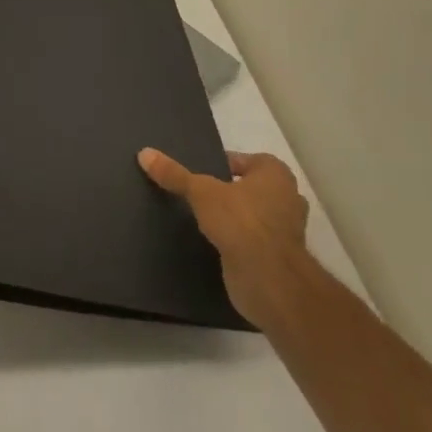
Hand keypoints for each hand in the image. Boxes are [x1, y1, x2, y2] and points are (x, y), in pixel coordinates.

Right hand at [138, 148, 309, 323]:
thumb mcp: (200, 192)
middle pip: (251, 187)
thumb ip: (174, 174)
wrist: (269, 279)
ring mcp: (286, 229)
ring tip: (203, 217)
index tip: (200, 172)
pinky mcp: (279, 256)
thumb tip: (144, 153)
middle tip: (199, 193)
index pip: (246, 160)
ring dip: (235, 217)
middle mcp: (287, 198)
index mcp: (276, 174)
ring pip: (254, 214)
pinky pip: (254, 239)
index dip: (223, 164)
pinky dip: (239, 239)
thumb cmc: (241, 221)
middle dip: (230, 191)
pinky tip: (214, 241)